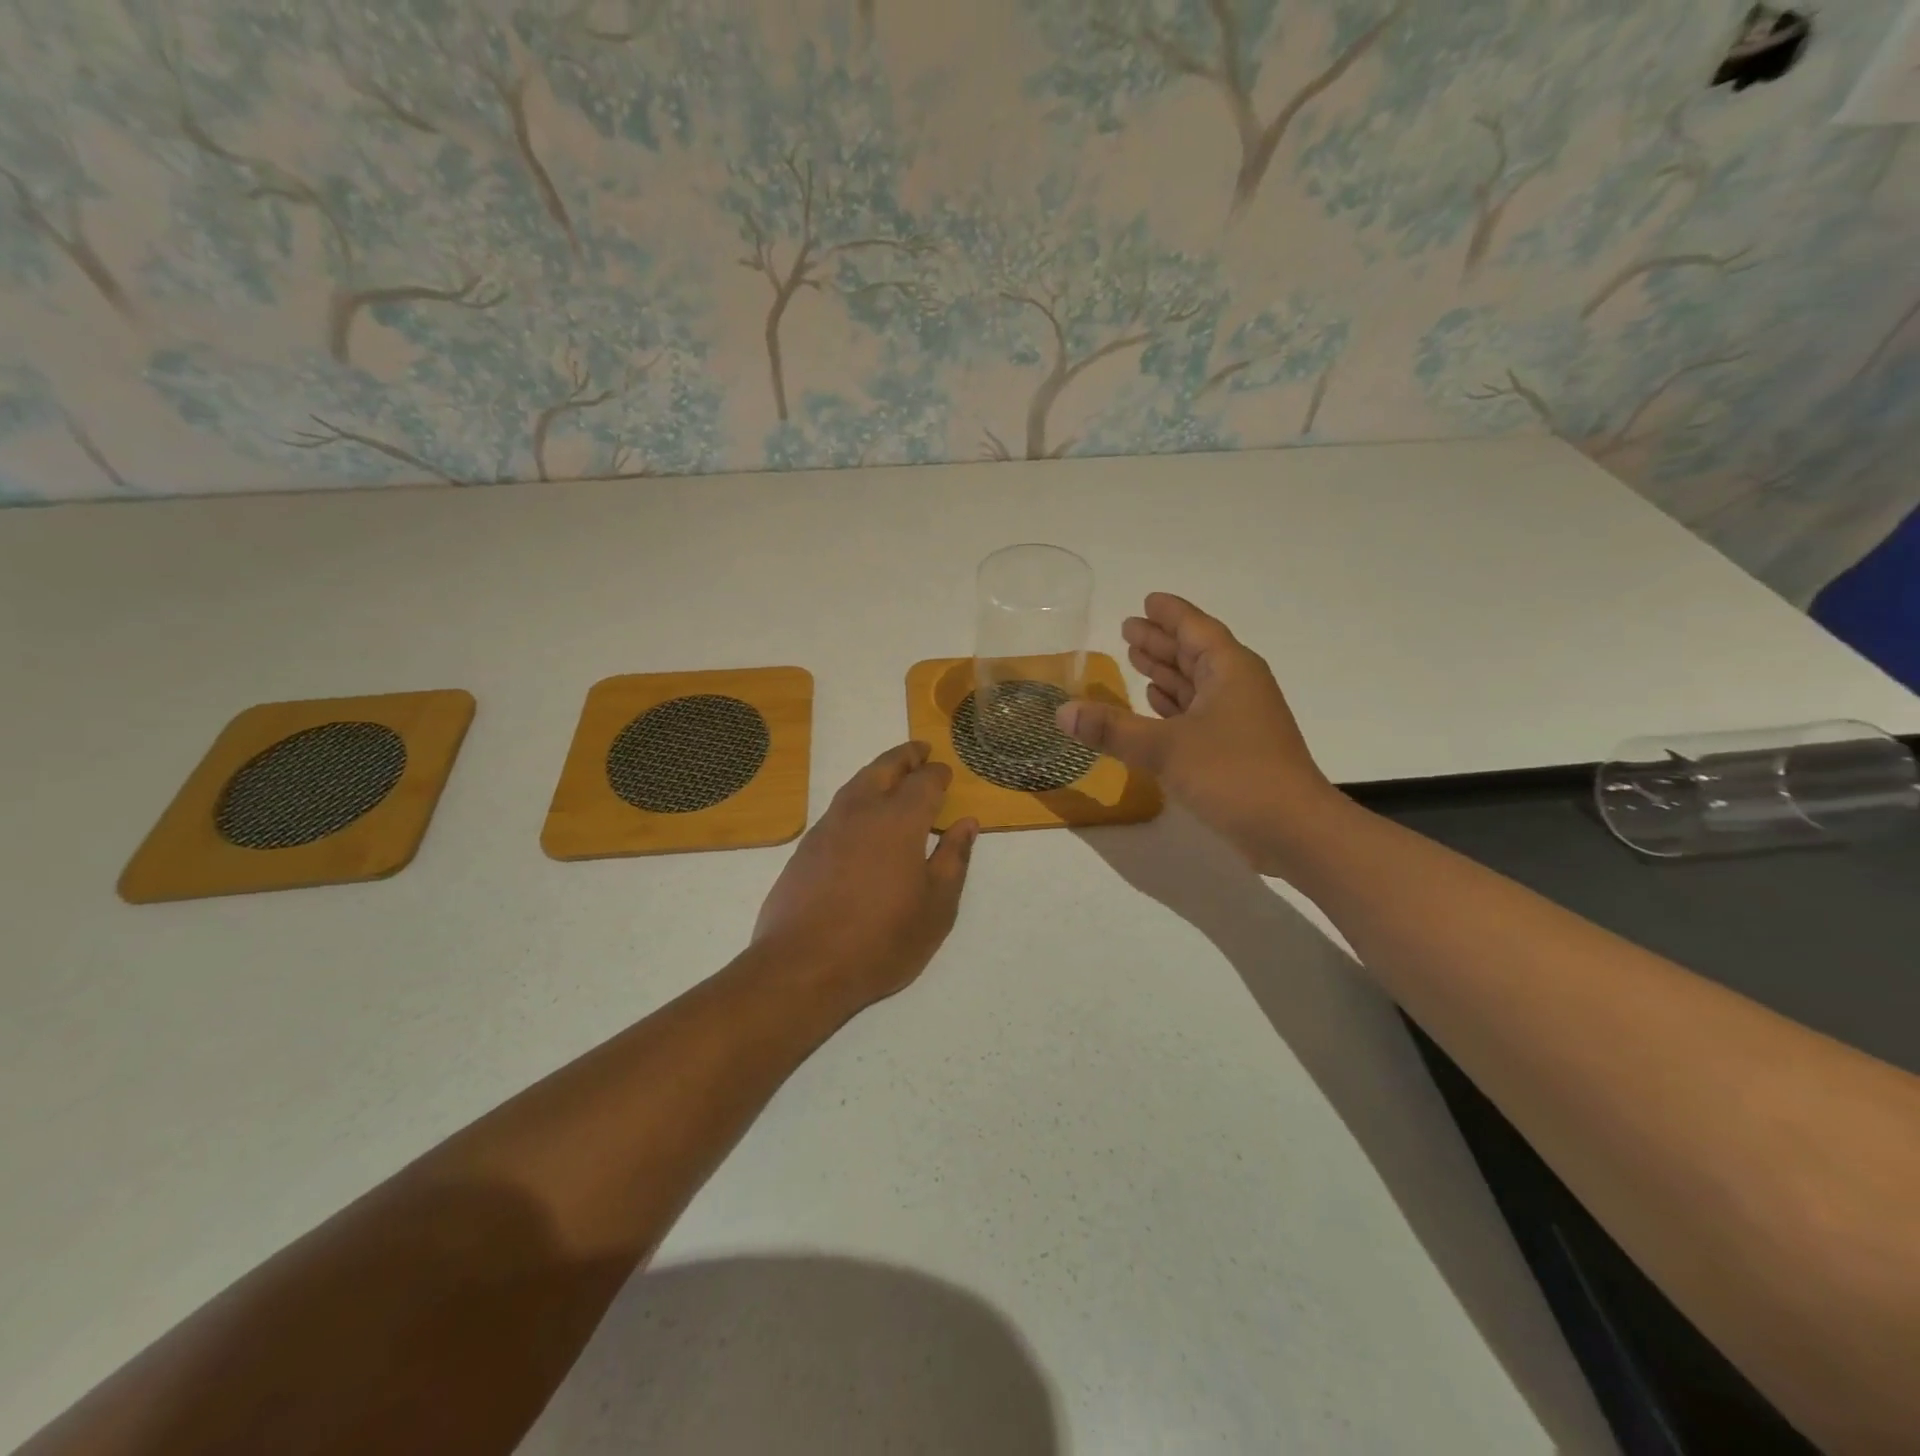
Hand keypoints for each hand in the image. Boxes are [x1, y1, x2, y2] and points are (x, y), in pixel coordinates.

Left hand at [753, 742, 978, 1007]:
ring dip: (878, 772)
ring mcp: (828, 827)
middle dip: (905, 756)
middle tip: (920, 749)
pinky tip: (861, 816)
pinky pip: (838, 807)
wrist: (803, 967)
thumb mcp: (936, 906)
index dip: (937, 774)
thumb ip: (954, 859)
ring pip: (856, 783)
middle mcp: (861, 811)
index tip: (946, 772)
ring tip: (892, 774)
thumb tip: (966, 823)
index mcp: (899, 820)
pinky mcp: (805, 847)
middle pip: (884, 768)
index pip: (924, 781)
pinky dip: (857, 796)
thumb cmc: (882, 940)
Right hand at [1055, 593, 1346, 874]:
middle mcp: (1237, 687)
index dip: (1170, 614)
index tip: (1146, 600)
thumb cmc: (1233, 774)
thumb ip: (1112, 728)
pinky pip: (1199, 713)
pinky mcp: (1236, 749)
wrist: (1293, 830)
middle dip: (1162, 641)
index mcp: (1229, 670)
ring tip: (1135, 660)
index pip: (1195, 628)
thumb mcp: (1165, 748)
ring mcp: (1240, 719)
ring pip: (1197, 684)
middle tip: (1127, 630)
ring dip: (1167, 673)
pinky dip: (1175, 706)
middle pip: (1195, 653)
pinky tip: (1155, 706)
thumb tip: (1062, 712)